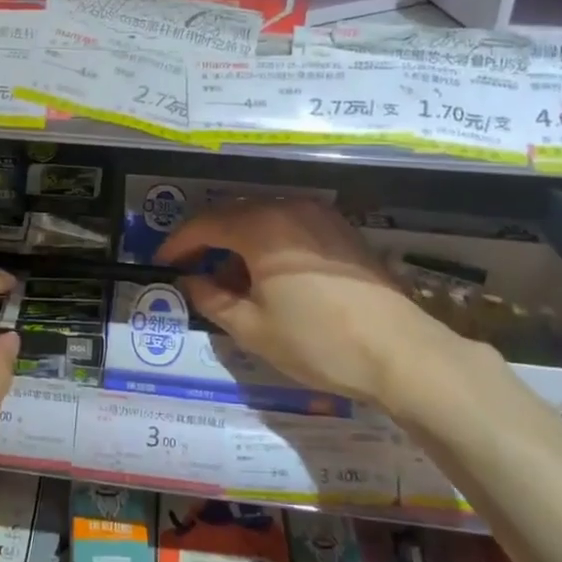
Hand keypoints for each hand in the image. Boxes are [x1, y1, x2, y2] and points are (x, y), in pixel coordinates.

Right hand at [154, 200, 477, 417]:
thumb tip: (189, 280)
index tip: (161, 263)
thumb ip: (211, 299)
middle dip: (208, 240)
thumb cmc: (318, 342)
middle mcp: (289, 209)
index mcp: (261, 227)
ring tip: (230, 280)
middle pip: (234, 214)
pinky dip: (269, 243)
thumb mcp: (252, 328)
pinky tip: (269, 276)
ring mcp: (321, 216)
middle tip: (191, 270)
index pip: (205, 224)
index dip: (178, 243)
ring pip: (264, 219)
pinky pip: (291, 226)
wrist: (400, 353)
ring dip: (239, 242)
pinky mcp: (342, 230)